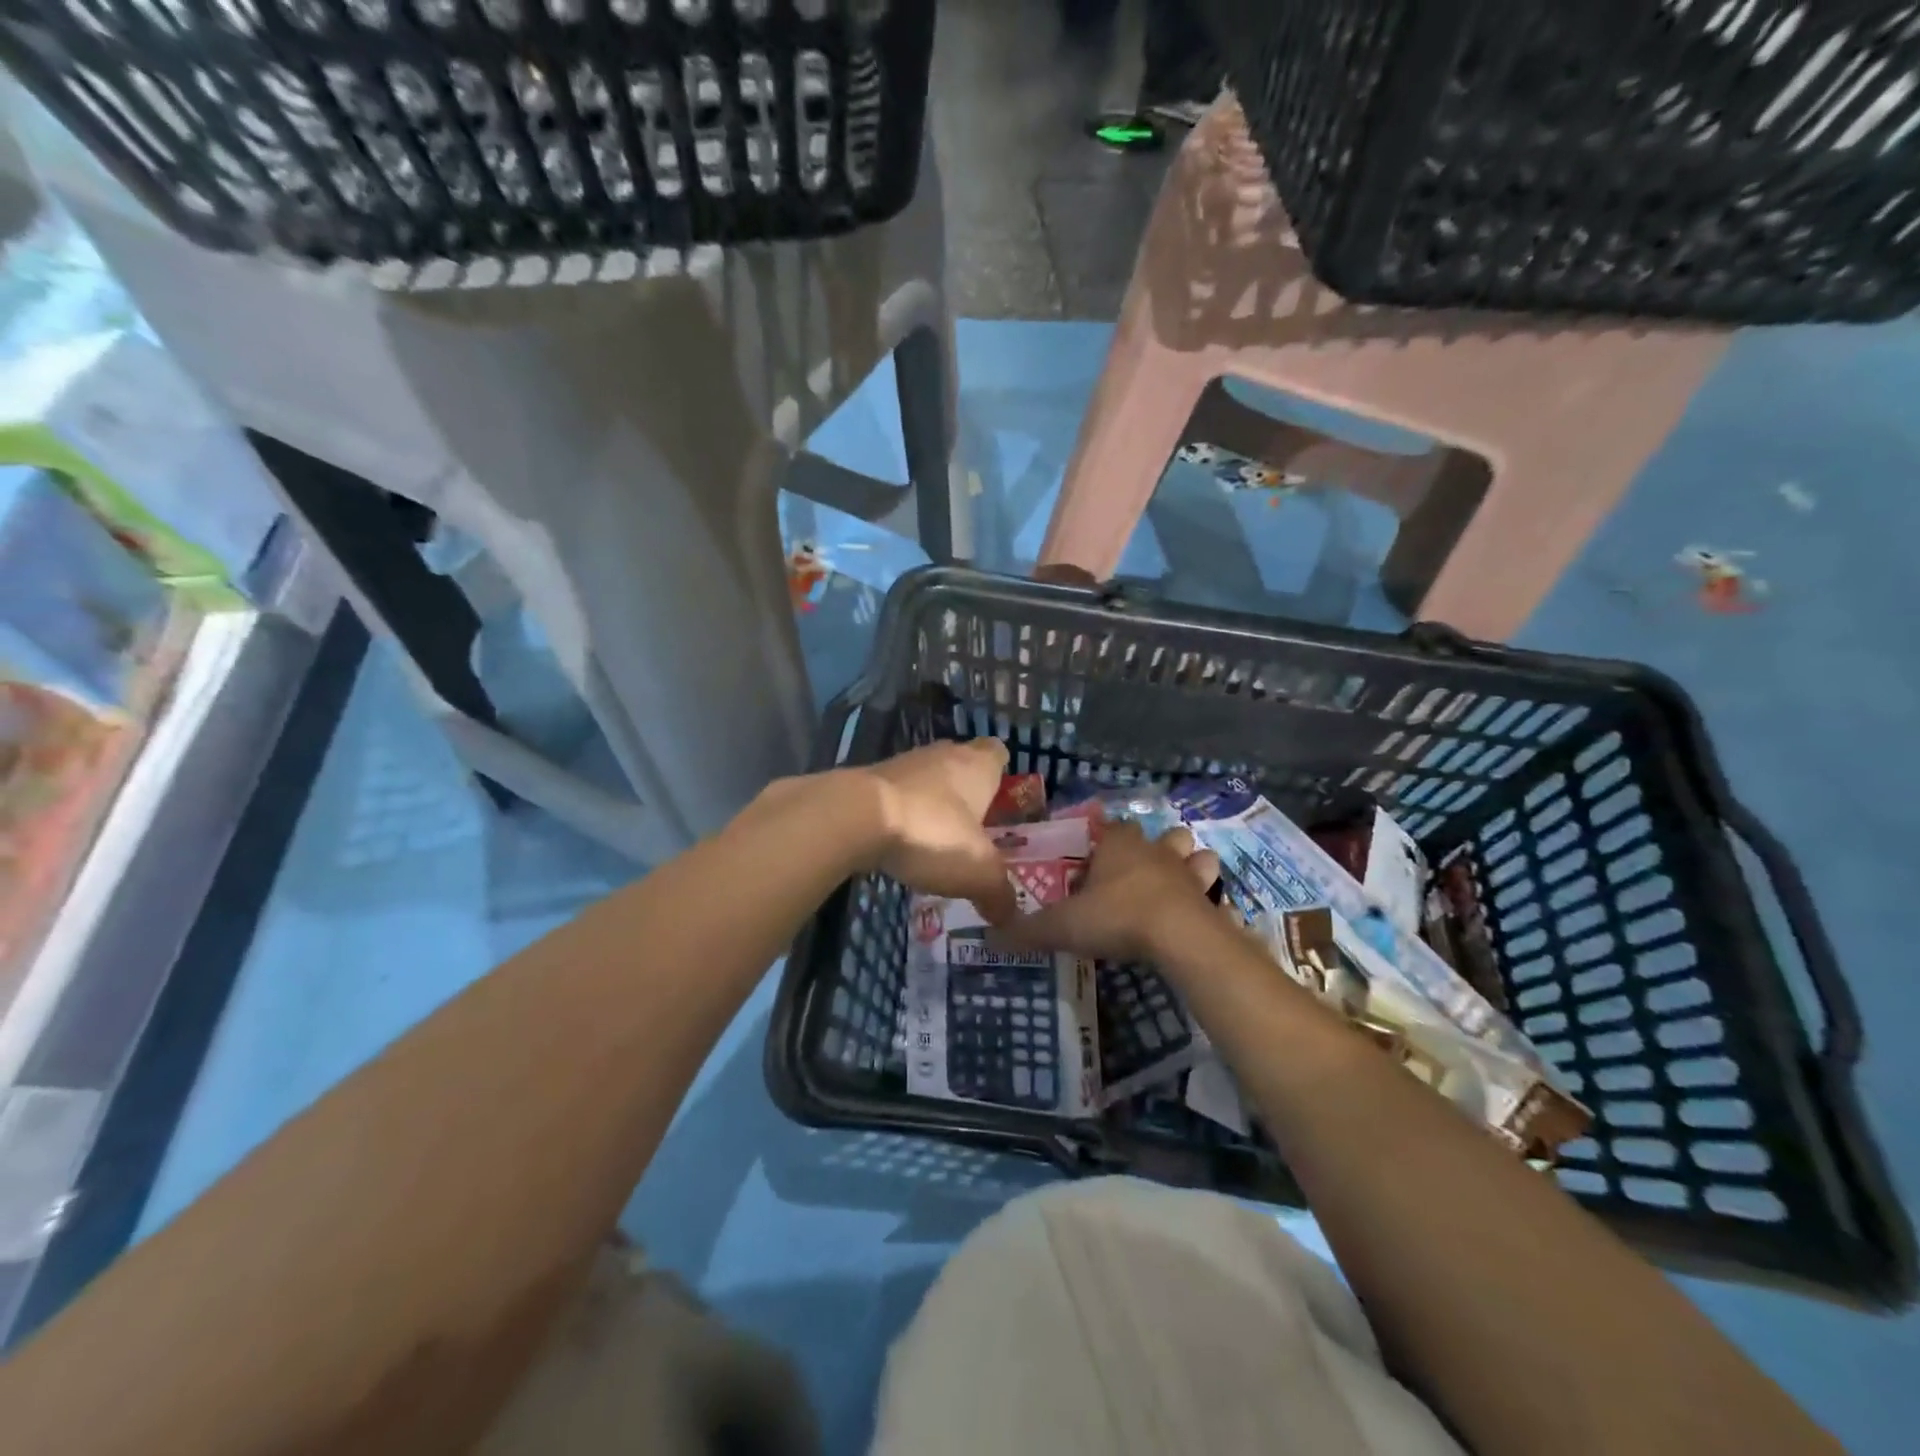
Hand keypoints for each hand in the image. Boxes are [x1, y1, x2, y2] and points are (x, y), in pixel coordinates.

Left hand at [856, 738, 1017, 923]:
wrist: (854, 817)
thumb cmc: (931, 833)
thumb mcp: (978, 871)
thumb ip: (999, 893)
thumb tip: (1009, 916)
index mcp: (977, 765)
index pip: (997, 753)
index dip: (1002, 775)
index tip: (1002, 801)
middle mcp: (942, 755)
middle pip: (962, 766)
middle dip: (968, 795)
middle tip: (975, 831)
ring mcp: (903, 764)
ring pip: (928, 781)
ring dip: (933, 806)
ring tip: (937, 844)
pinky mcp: (870, 781)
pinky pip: (897, 797)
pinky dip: (903, 816)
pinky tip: (902, 846)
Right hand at [995, 819, 1218, 962]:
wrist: (1177, 936)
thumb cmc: (1116, 917)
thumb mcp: (1063, 926)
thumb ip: (1027, 930)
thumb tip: (989, 937)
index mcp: (1118, 845)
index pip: (1112, 828)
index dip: (1104, 839)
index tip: (1096, 859)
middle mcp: (1155, 850)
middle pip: (1161, 835)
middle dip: (1156, 847)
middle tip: (1138, 874)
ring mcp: (1188, 872)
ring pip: (1196, 854)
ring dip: (1190, 865)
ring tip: (1176, 887)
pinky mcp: (1210, 898)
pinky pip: (1213, 893)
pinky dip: (1209, 901)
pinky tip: (1198, 917)